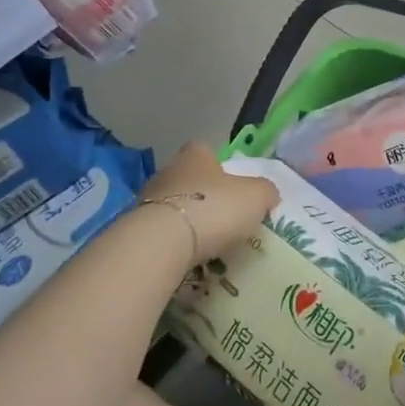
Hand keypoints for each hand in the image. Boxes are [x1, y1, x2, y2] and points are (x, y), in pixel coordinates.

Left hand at [137, 142, 277, 266]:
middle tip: (222, 216)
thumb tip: (268, 193)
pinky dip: (172, 241)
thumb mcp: (255, 197)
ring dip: (186, 218)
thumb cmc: (213, 208)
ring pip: (173, 204)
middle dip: (202, 194)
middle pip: (188, 177)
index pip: (205, 150)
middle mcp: (169, 170)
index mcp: (197, 155)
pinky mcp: (136, 228)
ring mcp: (147, 199)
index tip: (230, 184)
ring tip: (205, 241)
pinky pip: (160, 231)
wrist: (161, 243)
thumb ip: (265, 191)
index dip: (218, 164)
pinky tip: (186, 255)